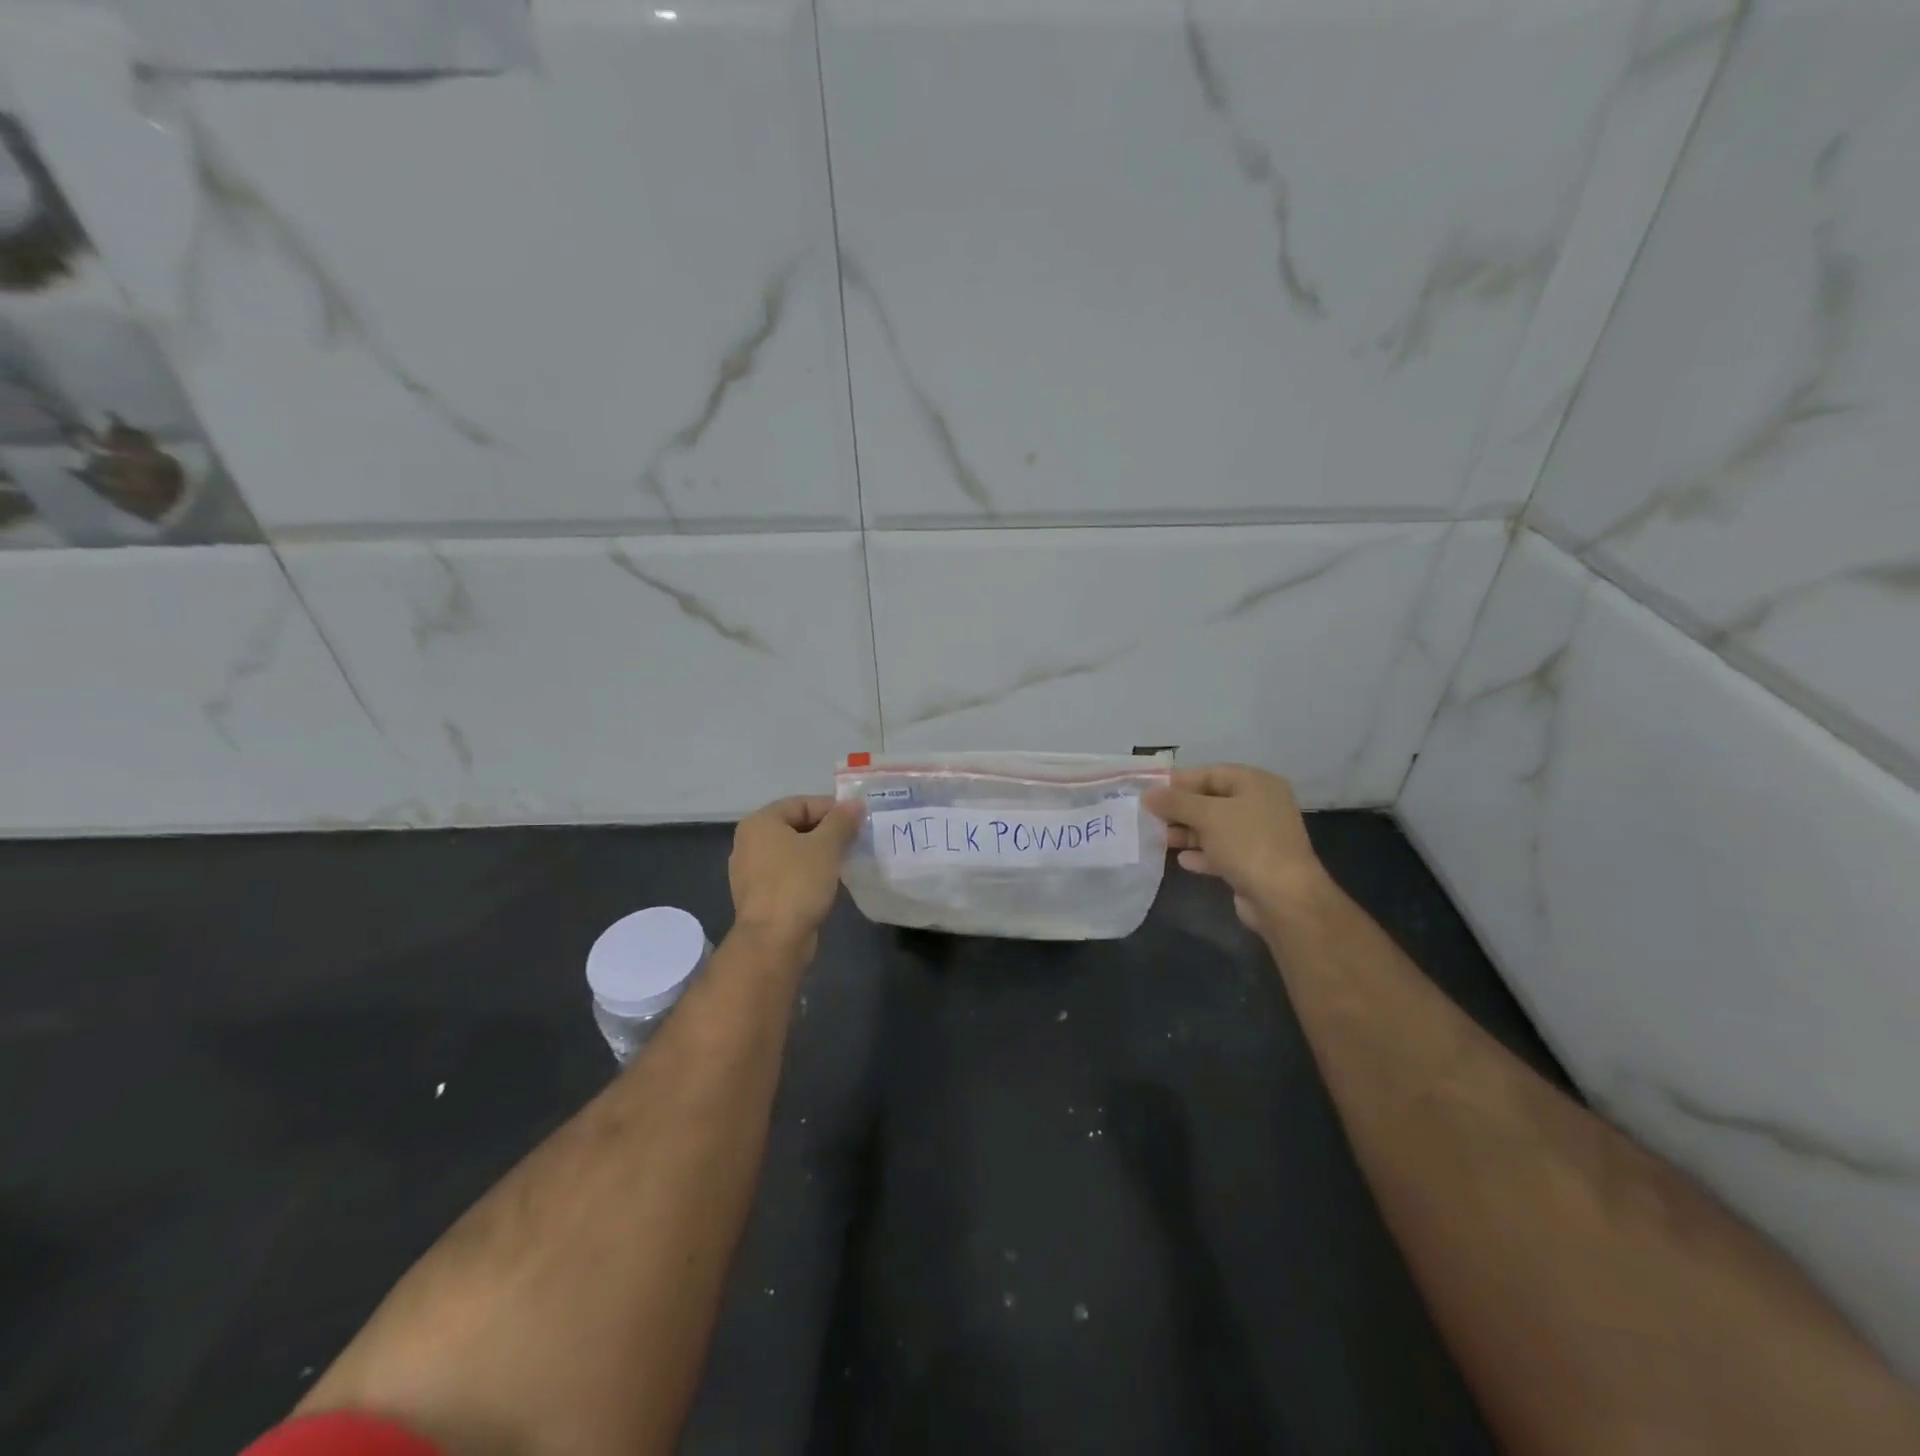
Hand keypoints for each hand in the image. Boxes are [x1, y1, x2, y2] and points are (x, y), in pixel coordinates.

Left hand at [728, 796, 863, 952]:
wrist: (774, 940)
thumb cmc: (798, 883)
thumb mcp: (826, 846)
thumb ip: (841, 821)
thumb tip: (855, 804)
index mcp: (760, 823)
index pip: (801, 803)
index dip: (832, 808)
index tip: (858, 820)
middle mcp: (749, 842)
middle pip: (795, 826)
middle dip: (827, 831)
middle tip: (855, 840)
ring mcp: (750, 871)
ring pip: (792, 852)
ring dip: (819, 854)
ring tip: (845, 860)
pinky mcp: (758, 896)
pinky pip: (787, 874)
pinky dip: (807, 873)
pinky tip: (827, 882)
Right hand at [1143, 765, 1330, 933]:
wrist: (1284, 898)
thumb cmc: (1247, 843)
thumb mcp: (1207, 815)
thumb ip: (1175, 802)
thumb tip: (1147, 794)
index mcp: (1256, 784)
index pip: (1210, 773)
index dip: (1179, 781)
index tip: (1150, 792)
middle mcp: (1260, 805)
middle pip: (1211, 801)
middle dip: (1181, 810)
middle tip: (1151, 818)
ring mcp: (1259, 836)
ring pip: (1215, 828)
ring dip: (1188, 833)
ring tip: (1162, 840)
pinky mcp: (1254, 863)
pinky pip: (1222, 852)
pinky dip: (1202, 854)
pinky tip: (1183, 860)